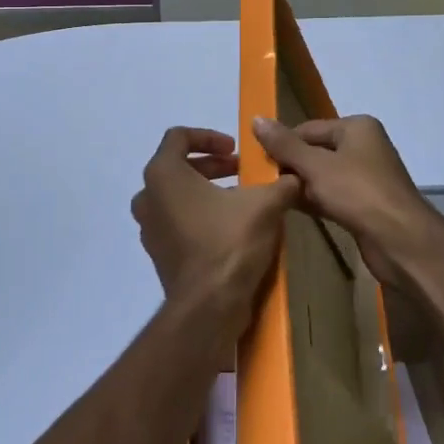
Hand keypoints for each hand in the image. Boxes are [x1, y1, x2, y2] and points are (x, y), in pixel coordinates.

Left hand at [131, 128, 299, 346]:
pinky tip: (229, 228)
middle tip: (242, 171)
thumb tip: (296, 176)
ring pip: (177, 195)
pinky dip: (199, 215)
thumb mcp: (266, 204)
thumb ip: (280, 183)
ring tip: (240, 199)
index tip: (235, 150)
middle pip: (177, 166)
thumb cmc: (230, 242)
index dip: (209, 136)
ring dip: (206, 191)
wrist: (209, 306)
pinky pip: (177, 221)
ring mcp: (149, 227)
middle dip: (212, 166)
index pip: (179, 137)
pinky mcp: (158, 253)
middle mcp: (148, 196)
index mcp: (163, 174)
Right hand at [250, 115, 440, 289]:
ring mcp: (366, 177)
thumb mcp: (316, 166)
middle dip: (290, 166)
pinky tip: (291, 209)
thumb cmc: (358, 193)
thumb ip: (285, 145)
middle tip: (261, 182)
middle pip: (315, 151)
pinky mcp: (365, 204)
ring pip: (322, 175)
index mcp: (356, 128)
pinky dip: (314, 200)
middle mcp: (363, 146)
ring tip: (271, 196)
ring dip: (300, 185)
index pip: (308, 129)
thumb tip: (256, 118)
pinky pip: (332, 195)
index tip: (256, 162)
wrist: (402, 241)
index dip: (282, 144)